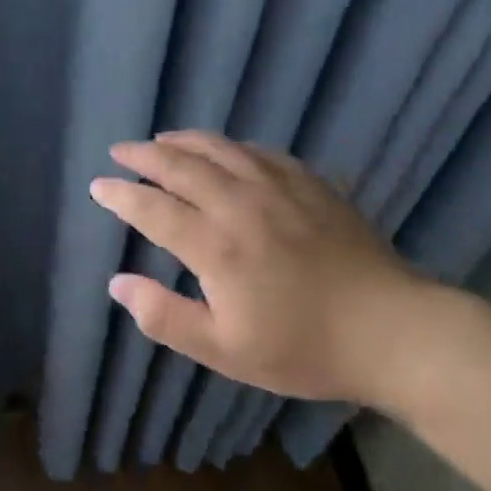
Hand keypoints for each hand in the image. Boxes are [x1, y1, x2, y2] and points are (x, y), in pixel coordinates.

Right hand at [89, 131, 459, 413]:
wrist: (392, 331)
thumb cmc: (303, 347)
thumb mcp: (225, 351)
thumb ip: (165, 317)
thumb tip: (117, 283)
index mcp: (215, 245)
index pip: (152, 208)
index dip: (121, 196)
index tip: (98, 186)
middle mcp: (239, 204)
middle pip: (180, 166)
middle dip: (144, 156)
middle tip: (120, 151)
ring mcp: (277, 187)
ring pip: (218, 149)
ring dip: (182, 141)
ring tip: (161, 139)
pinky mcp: (309, 184)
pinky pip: (258, 151)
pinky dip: (229, 146)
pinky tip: (224, 150)